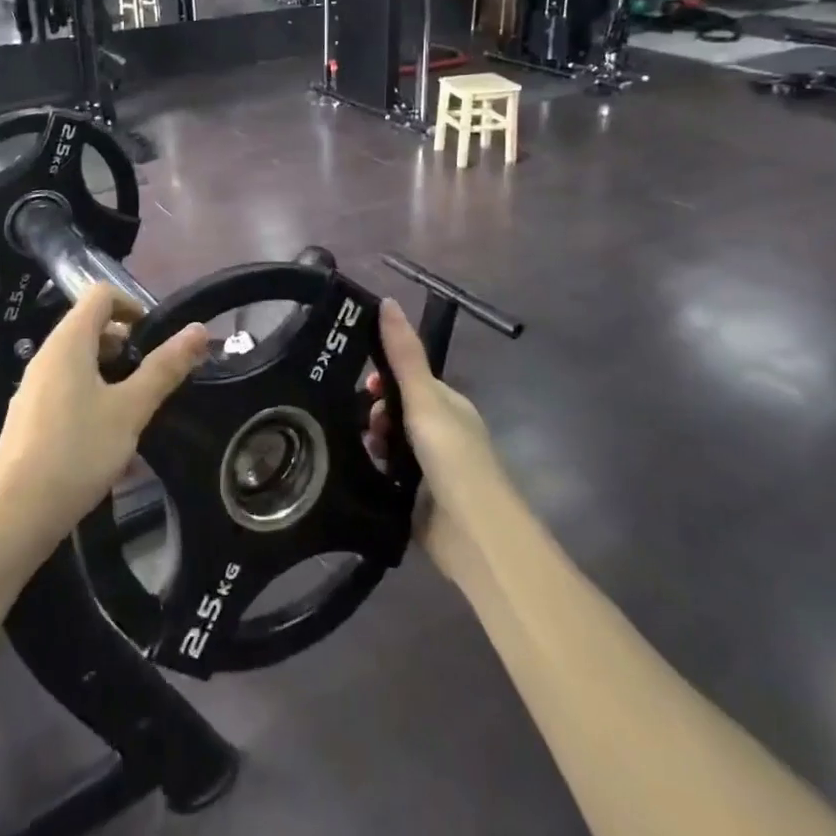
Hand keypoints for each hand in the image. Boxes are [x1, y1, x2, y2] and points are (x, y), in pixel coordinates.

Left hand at [0, 285, 208, 554]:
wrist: (13, 518)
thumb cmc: (77, 453)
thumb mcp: (130, 410)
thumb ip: (164, 368)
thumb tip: (198, 330)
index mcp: (68, 342)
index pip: (101, 294)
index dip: (133, 305)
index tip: (157, 338)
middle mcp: (47, 357)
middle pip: (91, 328)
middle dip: (128, 346)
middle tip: (154, 379)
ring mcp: (34, 389)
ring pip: (81, 364)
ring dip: (113, 377)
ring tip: (137, 413)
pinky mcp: (30, 420)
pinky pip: (68, 392)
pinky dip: (94, 401)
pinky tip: (111, 443)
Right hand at [365, 298, 503, 572]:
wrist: (473, 534)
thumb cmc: (453, 457)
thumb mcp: (425, 399)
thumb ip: (404, 354)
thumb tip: (386, 300)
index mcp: (448, 405)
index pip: (409, 378)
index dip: (384, 376)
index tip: (365, 384)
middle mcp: (440, 432)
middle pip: (395, 410)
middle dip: (375, 411)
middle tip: (368, 422)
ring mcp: (428, 468)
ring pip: (387, 442)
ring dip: (373, 441)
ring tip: (368, 450)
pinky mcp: (414, 499)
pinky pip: (384, 473)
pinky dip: (373, 468)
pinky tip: (362, 470)